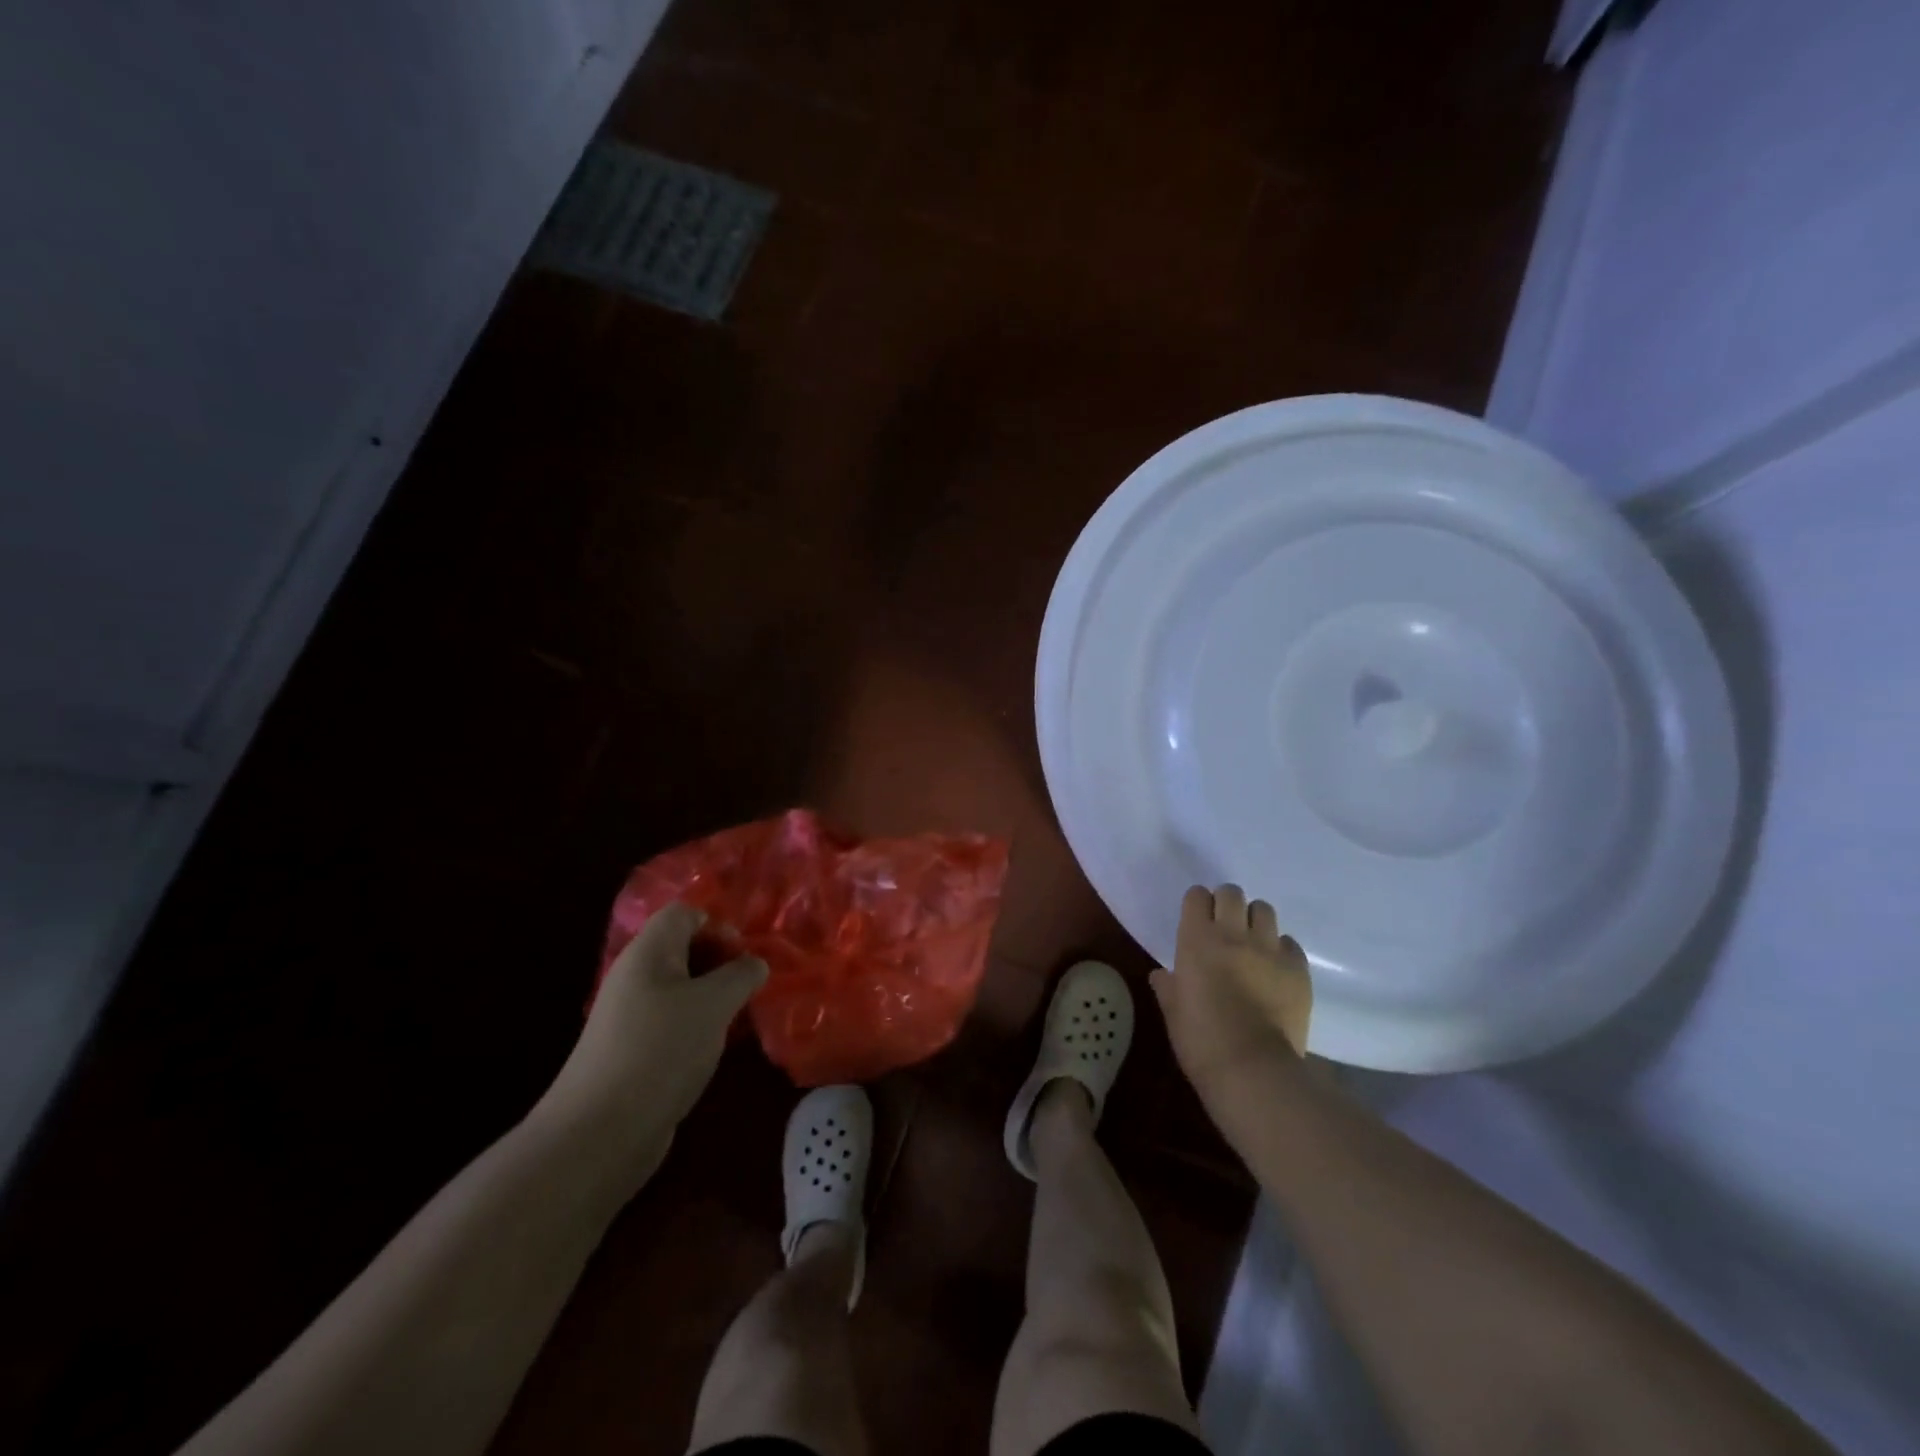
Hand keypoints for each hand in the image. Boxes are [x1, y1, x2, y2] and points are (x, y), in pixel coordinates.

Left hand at [539, 902, 767, 1163]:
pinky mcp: (633, 1052)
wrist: (599, 1133)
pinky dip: (698, 1026)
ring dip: (713, 996)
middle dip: (721, 962)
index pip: (684, 914)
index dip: (718, 925)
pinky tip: (716, 1048)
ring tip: (740, 1017)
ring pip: (681, 988)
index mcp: (648, 953)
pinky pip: (673, 1022)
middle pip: (683, 949)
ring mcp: (630, 1017)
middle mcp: (635, 977)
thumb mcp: (714, 1004)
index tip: (743, 957)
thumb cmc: (661, 1050)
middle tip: (750, 986)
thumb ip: (741, 974)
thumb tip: (755, 963)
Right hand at [1151, 884, 1311, 1107]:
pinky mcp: (1298, 969)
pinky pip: (1290, 943)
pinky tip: (1274, 968)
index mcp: (1197, 939)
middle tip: (1223, 926)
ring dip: (1254, 921)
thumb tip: (1162, 975)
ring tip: (1252, 942)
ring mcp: (1270, 949)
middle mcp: (1234, 934)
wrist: (1253, 1069)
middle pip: (1232, 893)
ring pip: (1264, 910)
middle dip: (1226, 903)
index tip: (1195, 920)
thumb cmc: (1201, 1040)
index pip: (1197, 896)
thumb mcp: (1173, 1012)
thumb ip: (1168, 986)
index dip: (1196, 905)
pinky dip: (1281, 949)